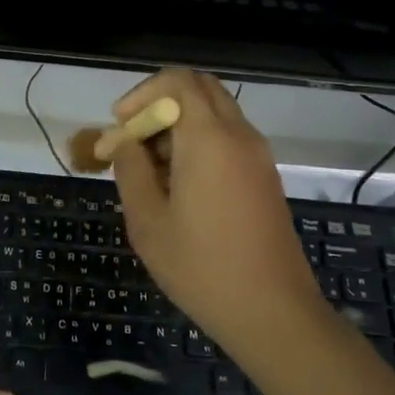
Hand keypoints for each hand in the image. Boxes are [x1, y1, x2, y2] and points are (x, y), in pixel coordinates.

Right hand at [110, 70, 317, 351]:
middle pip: (200, 89)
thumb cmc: (201, 267)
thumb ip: (130, 169)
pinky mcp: (264, 177)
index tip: (121, 126)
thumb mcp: (148, 220)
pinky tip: (178, 186)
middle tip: (133, 139)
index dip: (142, 94)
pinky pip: (228, 138)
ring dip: (179, 125)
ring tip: (150, 169)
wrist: (273, 313)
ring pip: (214, 113)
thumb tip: (121, 141)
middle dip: (160, 104)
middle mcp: (239, 135)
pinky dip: (199, 143)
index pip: (178, 81)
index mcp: (209, 138)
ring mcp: (257, 156)